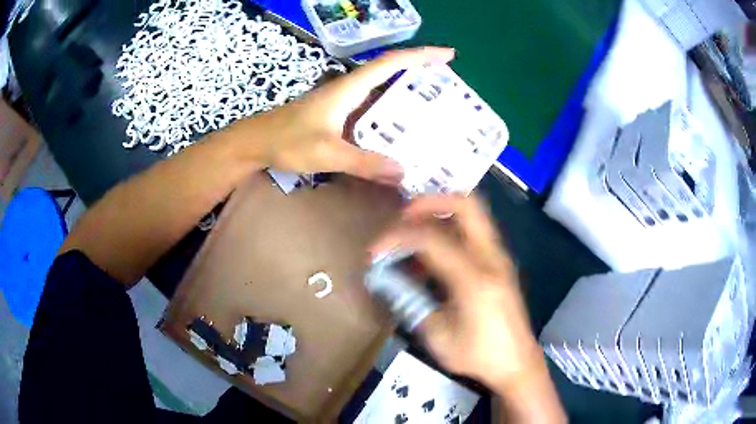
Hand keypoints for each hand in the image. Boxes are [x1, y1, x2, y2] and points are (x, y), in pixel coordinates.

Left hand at [236, 47, 454, 184]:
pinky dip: (391, 111)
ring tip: (434, 105)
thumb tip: (403, 172)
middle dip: (421, 71)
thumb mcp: (326, 153)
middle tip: (448, 85)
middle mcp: (350, 88)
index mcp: (349, 88)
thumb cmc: (286, 141)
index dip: (421, 56)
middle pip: (391, 71)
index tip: (448, 55)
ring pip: (382, 89)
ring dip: (407, 91)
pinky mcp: (339, 113)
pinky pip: (372, 106)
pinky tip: (401, 127)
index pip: (391, 63)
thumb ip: (363, 162)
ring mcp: (344, 100)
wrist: (256, 142)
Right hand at [370, 195, 542, 391]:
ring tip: (413, 231)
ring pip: (473, 213)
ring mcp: (500, 257)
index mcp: (475, 279)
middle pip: (466, 204)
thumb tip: (387, 277)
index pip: (431, 238)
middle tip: (403, 217)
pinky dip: (451, 229)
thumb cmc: (478, 355)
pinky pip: (475, 231)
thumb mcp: (437, 335)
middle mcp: (492, 258)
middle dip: (430, 202)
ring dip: (441, 212)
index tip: (375, 252)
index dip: (397, 238)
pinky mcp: (500, 263)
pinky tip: (434, 253)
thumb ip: (411, 301)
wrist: (517, 362)